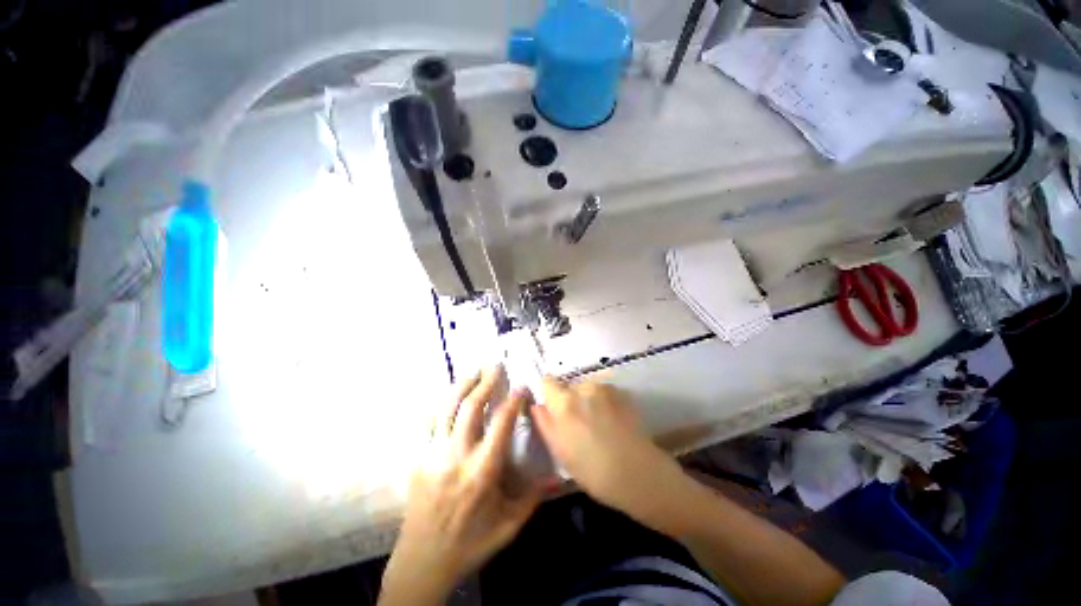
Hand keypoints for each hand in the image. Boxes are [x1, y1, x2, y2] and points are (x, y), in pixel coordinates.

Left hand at [379, 366, 545, 605]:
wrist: (422, 562)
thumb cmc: (470, 543)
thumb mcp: (509, 526)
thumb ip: (533, 497)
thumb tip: (559, 476)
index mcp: (482, 472)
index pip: (500, 424)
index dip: (512, 401)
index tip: (521, 387)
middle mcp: (456, 456)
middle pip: (470, 408)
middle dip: (485, 383)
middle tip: (495, 366)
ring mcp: (433, 455)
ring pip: (446, 409)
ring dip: (462, 386)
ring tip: (474, 371)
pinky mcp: (418, 458)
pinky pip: (428, 421)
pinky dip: (440, 402)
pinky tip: (448, 393)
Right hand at [532, 378, 689, 528]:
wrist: (638, 473)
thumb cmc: (593, 470)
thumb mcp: (561, 452)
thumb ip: (545, 424)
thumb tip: (537, 406)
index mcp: (564, 403)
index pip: (547, 381)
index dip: (548, 393)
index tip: (552, 408)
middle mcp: (583, 388)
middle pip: (568, 386)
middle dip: (569, 400)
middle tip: (577, 424)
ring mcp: (605, 388)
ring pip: (587, 389)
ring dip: (587, 401)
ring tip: (598, 425)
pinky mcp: (622, 393)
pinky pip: (603, 392)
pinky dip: (603, 402)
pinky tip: (612, 422)